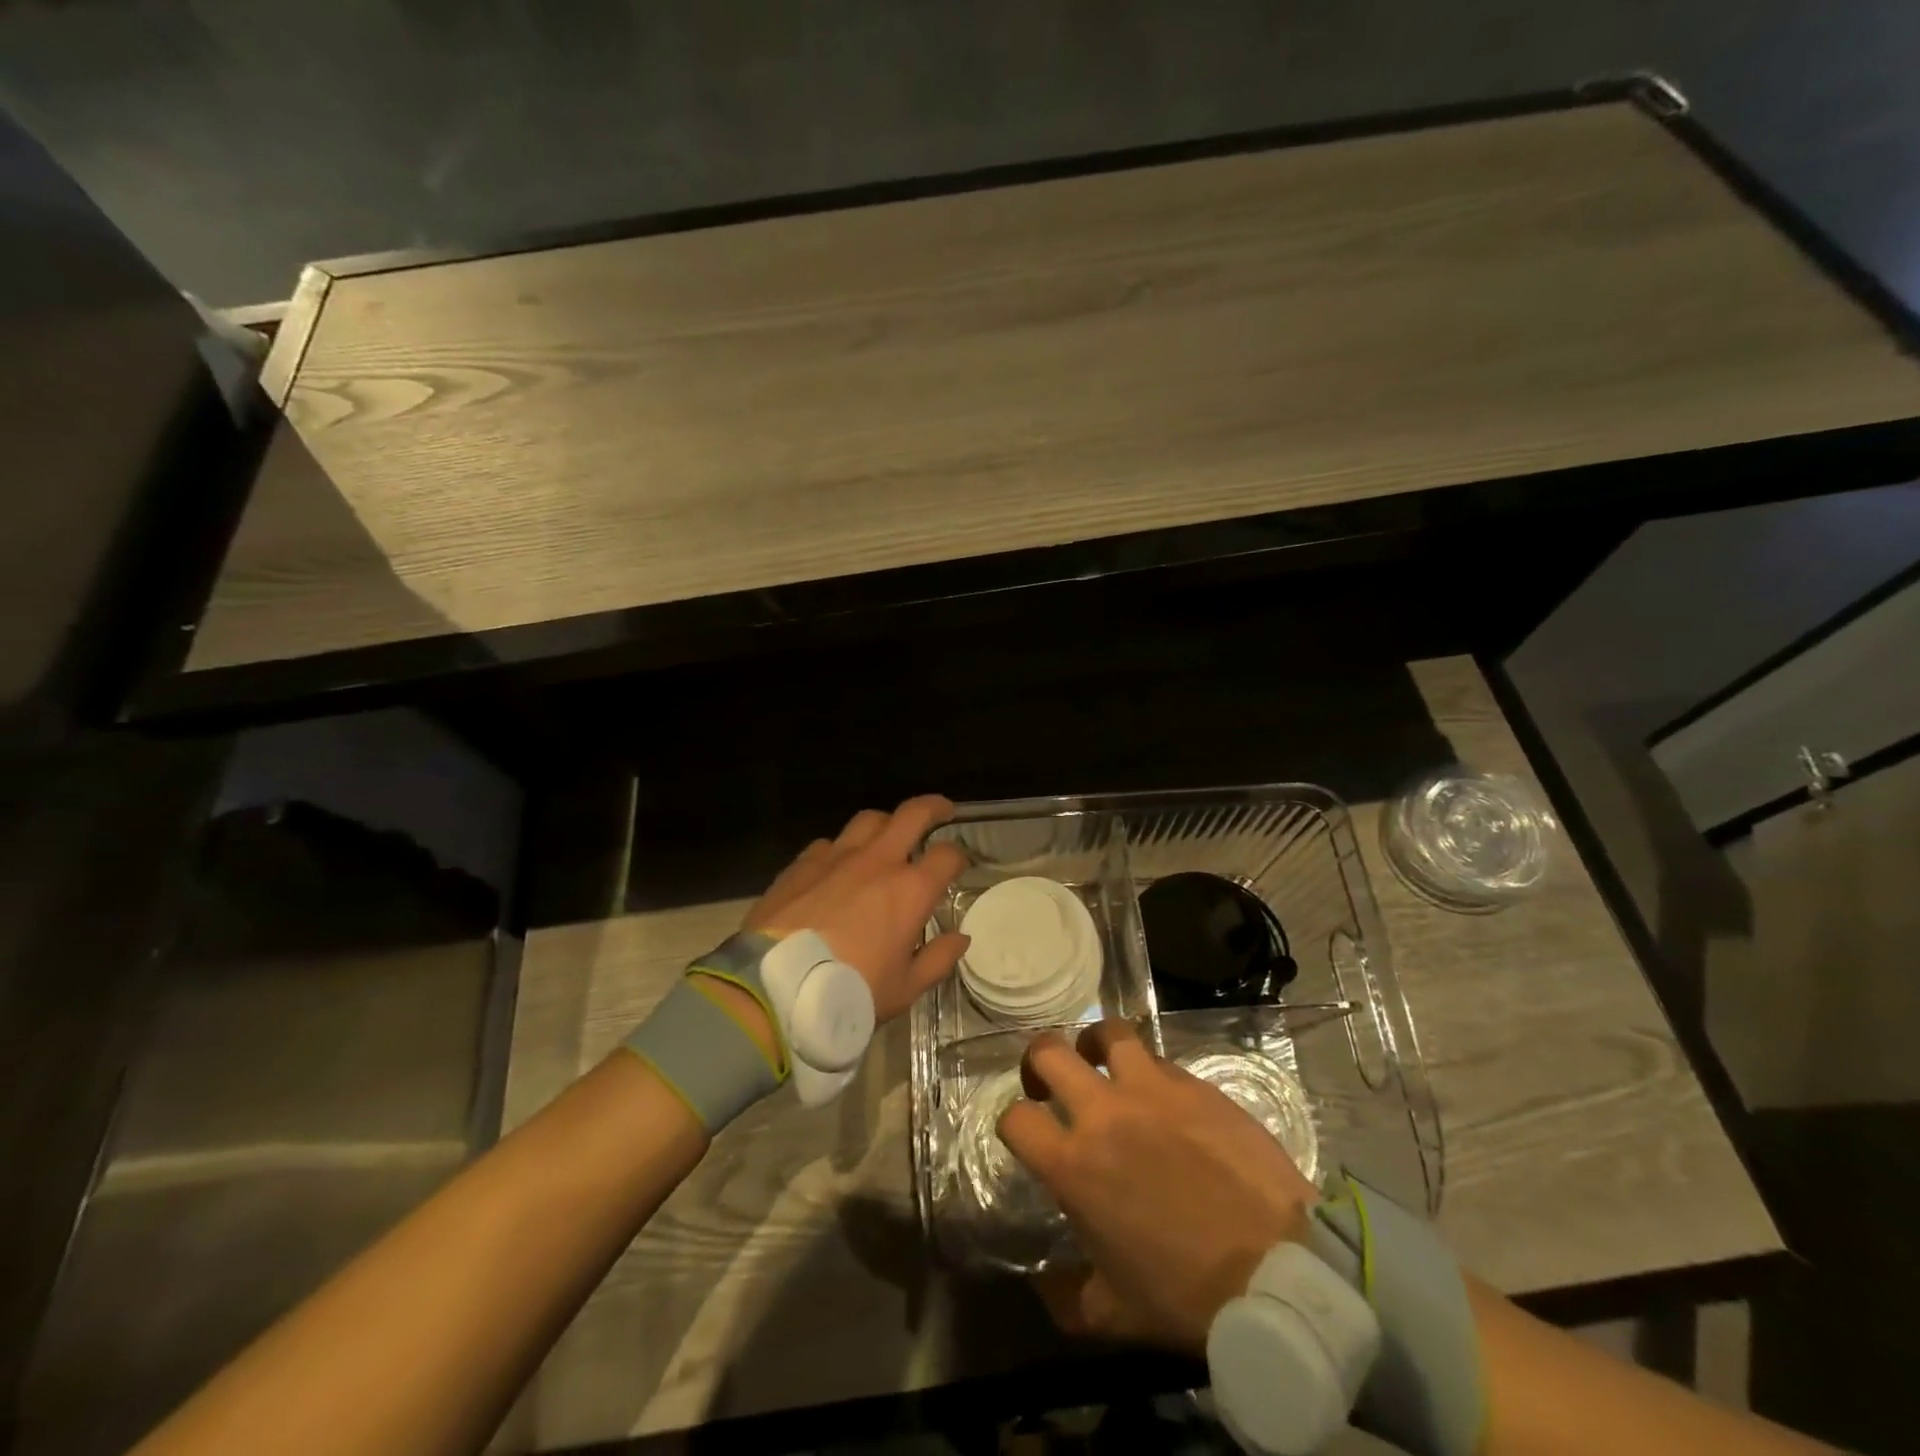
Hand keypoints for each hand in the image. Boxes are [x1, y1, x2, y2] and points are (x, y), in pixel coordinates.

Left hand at [746, 794, 970, 1023]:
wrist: (775, 988)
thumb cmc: (849, 993)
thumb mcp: (904, 989)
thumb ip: (937, 959)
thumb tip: (961, 938)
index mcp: (910, 890)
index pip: (947, 855)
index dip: (958, 857)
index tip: (959, 865)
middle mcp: (877, 861)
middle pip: (912, 814)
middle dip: (933, 807)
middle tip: (942, 811)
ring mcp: (836, 857)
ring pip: (868, 820)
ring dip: (885, 823)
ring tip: (888, 835)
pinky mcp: (802, 863)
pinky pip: (830, 843)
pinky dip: (842, 848)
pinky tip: (838, 866)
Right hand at [998, 1020, 1319, 1354]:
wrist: (1279, 1268)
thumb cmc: (1189, 1293)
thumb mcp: (1115, 1313)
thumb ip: (1067, 1295)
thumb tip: (1043, 1286)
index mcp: (1075, 1165)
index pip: (1016, 1118)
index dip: (1013, 1122)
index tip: (1026, 1132)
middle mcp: (1104, 1112)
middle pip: (1049, 1052)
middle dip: (1039, 1061)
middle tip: (1050, 1081)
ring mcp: (1152, 1090)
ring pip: (1108, 1033)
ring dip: (1096, 1044)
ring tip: (1103, 1062)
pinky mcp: (1195, 1084)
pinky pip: (1160, 1060)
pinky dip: (1150, 1072)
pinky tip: (1163, 1098)